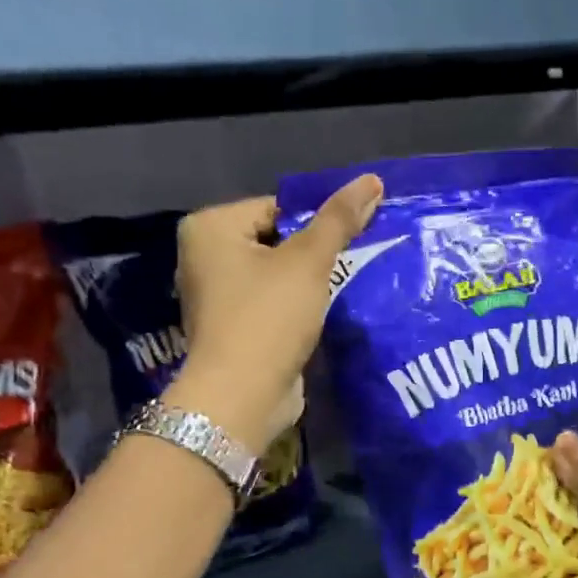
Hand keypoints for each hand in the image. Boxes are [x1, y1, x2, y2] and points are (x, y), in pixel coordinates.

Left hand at [169, 175, 381, 452]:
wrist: (243, 397)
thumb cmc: (269, 317)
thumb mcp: (309, 261)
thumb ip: (339, 219)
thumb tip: (373, 180)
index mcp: (210, 228)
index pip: (277, 208)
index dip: (317, 224)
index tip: (351, 242)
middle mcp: (204, 257)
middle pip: (276, 241)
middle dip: (314, 255)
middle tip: (353, 264)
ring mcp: (216, 297)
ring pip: (277, 276)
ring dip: (309, 283)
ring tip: (342, 289)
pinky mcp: (233, 329)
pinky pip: (272, 304)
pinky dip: (296, 308)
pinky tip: (323, 316)